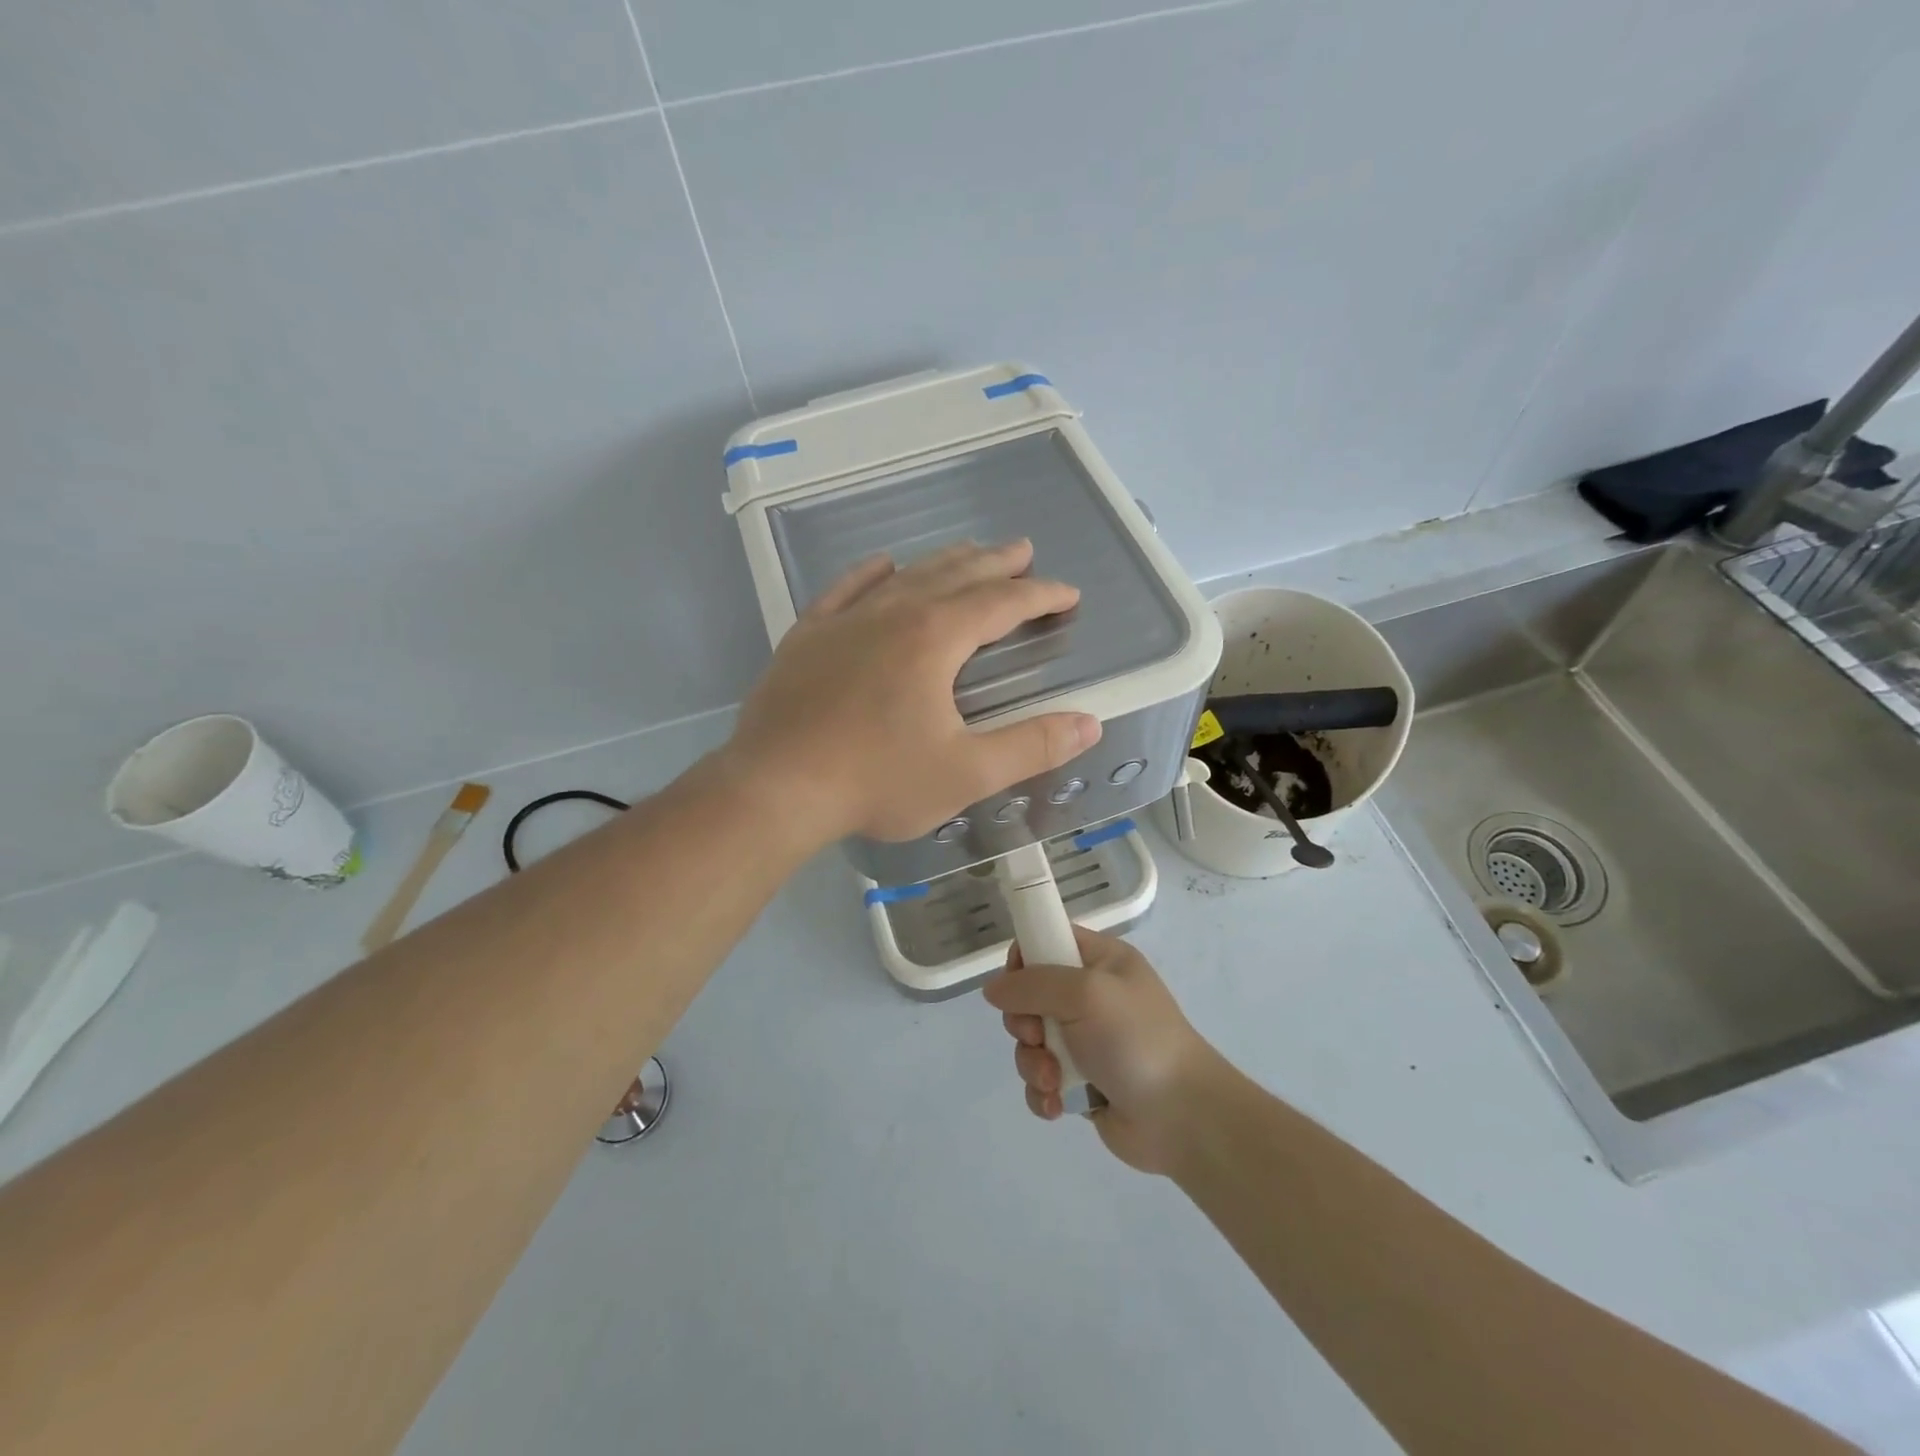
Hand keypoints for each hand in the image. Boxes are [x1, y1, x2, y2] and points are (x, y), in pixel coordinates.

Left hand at [725, 540, 1101, 845]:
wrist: (775, 788)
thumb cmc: (876, 781)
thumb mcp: (966, 772)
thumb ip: (1032, 745)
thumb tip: (1090, 724)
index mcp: (934, 638)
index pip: (1001, 603)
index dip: (1040, 595)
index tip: (1067, 594)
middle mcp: (892, 613)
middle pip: (955, 575)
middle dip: (995, 563)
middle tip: (1024, 550)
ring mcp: (844, 621)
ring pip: (905, 576)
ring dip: (943, 562)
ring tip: (969, 552)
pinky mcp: (807, 637)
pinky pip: (845, 590)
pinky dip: (869, 574)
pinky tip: (882, 564)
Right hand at [983, 926, 1220, 1174]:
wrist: (1182, 1117)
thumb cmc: (1136, 1040)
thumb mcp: (1085, 994)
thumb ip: (1033, 984)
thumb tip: (993, 989)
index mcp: (1101, 961)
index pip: (1048, 940)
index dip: (1024, 959)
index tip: (1016, 984)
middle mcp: (1091, 997)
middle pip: (1029, 995)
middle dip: (1024, 1022)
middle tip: (1038, 1036)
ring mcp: (1085, 1041)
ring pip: (1030, 1042)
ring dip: (1033, 1063)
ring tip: (1054, 1080)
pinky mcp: (1080, 1082)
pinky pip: (1041, 1079)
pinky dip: (1043, 1093)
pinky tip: (1057, 1106)